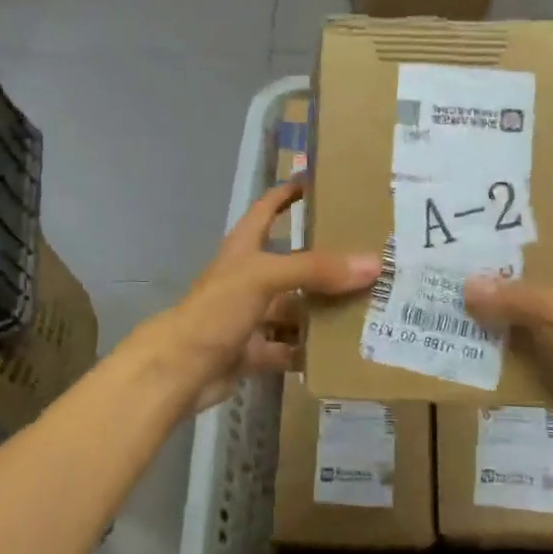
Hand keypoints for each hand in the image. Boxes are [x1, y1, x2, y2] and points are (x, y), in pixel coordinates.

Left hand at [139, 179, 379, 415]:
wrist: (179, 370)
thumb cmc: (216, 309)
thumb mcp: (264, 277)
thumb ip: (316, 269)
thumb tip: (373, 264)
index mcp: (244, 250)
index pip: (267, 209)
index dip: (288, 193)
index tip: (319, 182)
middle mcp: (248, 279)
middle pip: (293, 264)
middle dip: (326, 262)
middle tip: (369, 257)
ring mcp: (251, 317)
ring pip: (295, 309)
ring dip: (323, 310)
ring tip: (368, 306)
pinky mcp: (253, 351)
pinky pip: (289, 348)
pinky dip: (310, 350)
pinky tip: (342, 350)